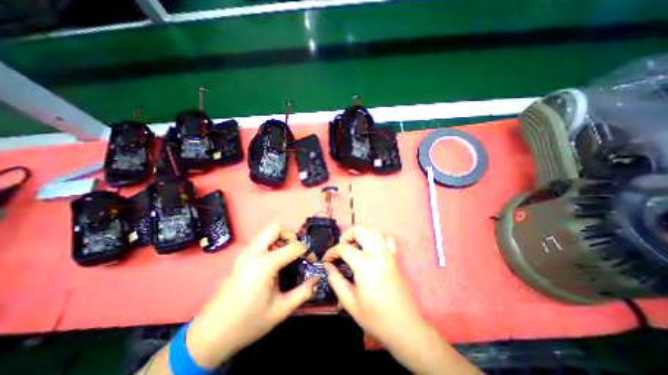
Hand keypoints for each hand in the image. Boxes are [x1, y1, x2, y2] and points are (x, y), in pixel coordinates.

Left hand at [183, 224, 315, 367]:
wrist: (210, 334)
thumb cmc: (248, 322)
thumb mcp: (281, 310)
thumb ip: (303, 292)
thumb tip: (317, 278)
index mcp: (265, 264)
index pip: (293, 246)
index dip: (306, 251)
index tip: (311, 260)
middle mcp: (254, 252)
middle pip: (276, 227)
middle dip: (290, 235)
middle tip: (296, 250)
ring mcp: (245, 253)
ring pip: (267, 233)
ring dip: (280, 239)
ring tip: (287, 256)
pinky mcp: (240, 258)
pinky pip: (260, 241)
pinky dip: (271, 244)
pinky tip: (274, 262)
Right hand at [320, 226, 418, 341]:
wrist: (405, 327)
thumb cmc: (375, 317)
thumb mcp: (349, 301)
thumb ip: (335, 280)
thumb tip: (328, 265)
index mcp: (365, 264)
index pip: (343, 247)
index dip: (331, 252)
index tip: (326, 260)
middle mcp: (377, 252)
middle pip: (359, 229)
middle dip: (346, 235)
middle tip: (341, 250)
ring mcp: (388, 252)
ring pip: (372, 229)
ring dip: (360, 234)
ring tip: (353, 248)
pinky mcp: (394, 256)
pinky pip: (385, 237)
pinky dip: (375, 238)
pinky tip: (370, 249)